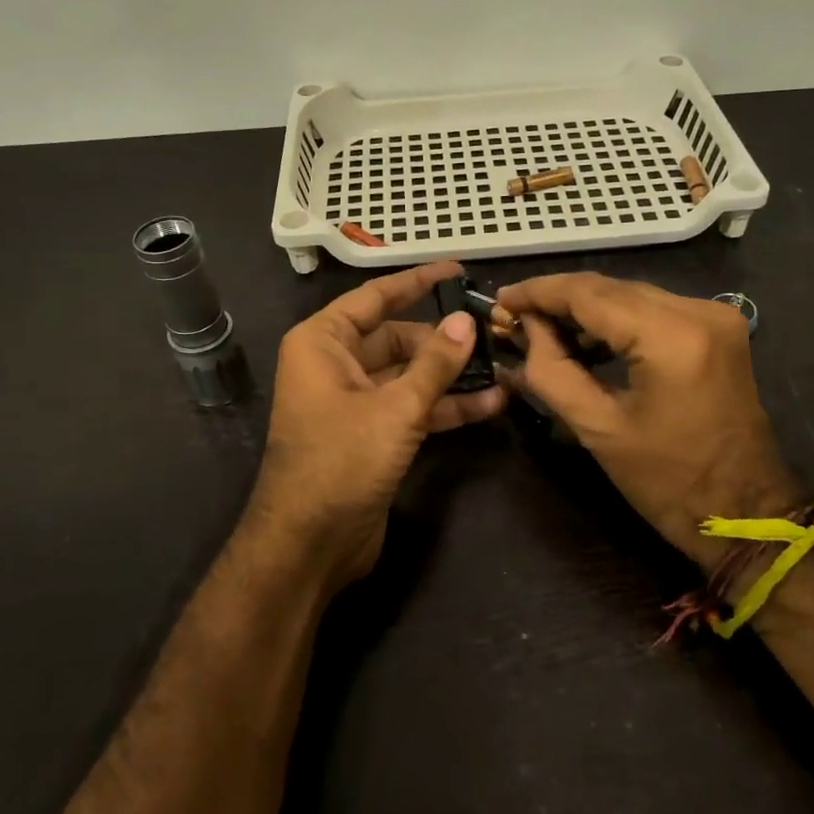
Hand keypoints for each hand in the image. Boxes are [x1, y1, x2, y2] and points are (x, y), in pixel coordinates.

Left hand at [248, 261, 505, 589]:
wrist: (309, 544)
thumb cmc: (341, 461)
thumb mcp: (395, 408)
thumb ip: (435, 364)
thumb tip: (466, 321)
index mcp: (324, 342)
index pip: (376, 297)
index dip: (418, 281)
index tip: (457, 270)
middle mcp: (336, 364)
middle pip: (398, 337)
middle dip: (445, 339)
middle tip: (494, 332)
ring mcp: (355, 401)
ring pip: (410, 374)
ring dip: (452, 375)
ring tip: (503, 366)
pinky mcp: (372, 434)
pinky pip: (411, 407)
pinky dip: (445, 407)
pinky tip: (490, 404)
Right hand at [497, 273, 806, 581]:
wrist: (745, 514)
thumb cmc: (668, 482)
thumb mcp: (598, 428)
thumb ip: (552, 370)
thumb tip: (524, 330)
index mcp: (671, 336)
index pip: (589, 293)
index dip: (538, 292)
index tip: (500, 299)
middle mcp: (698, 310)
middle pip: (610, 288)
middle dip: (557, 300)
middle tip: (512, 318)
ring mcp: (713, 316)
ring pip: (630, 295)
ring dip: (584, 310)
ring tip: (540, 331)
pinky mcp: (717, 329)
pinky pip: (652, 311)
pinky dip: (615, 321)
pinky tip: (583, 340)